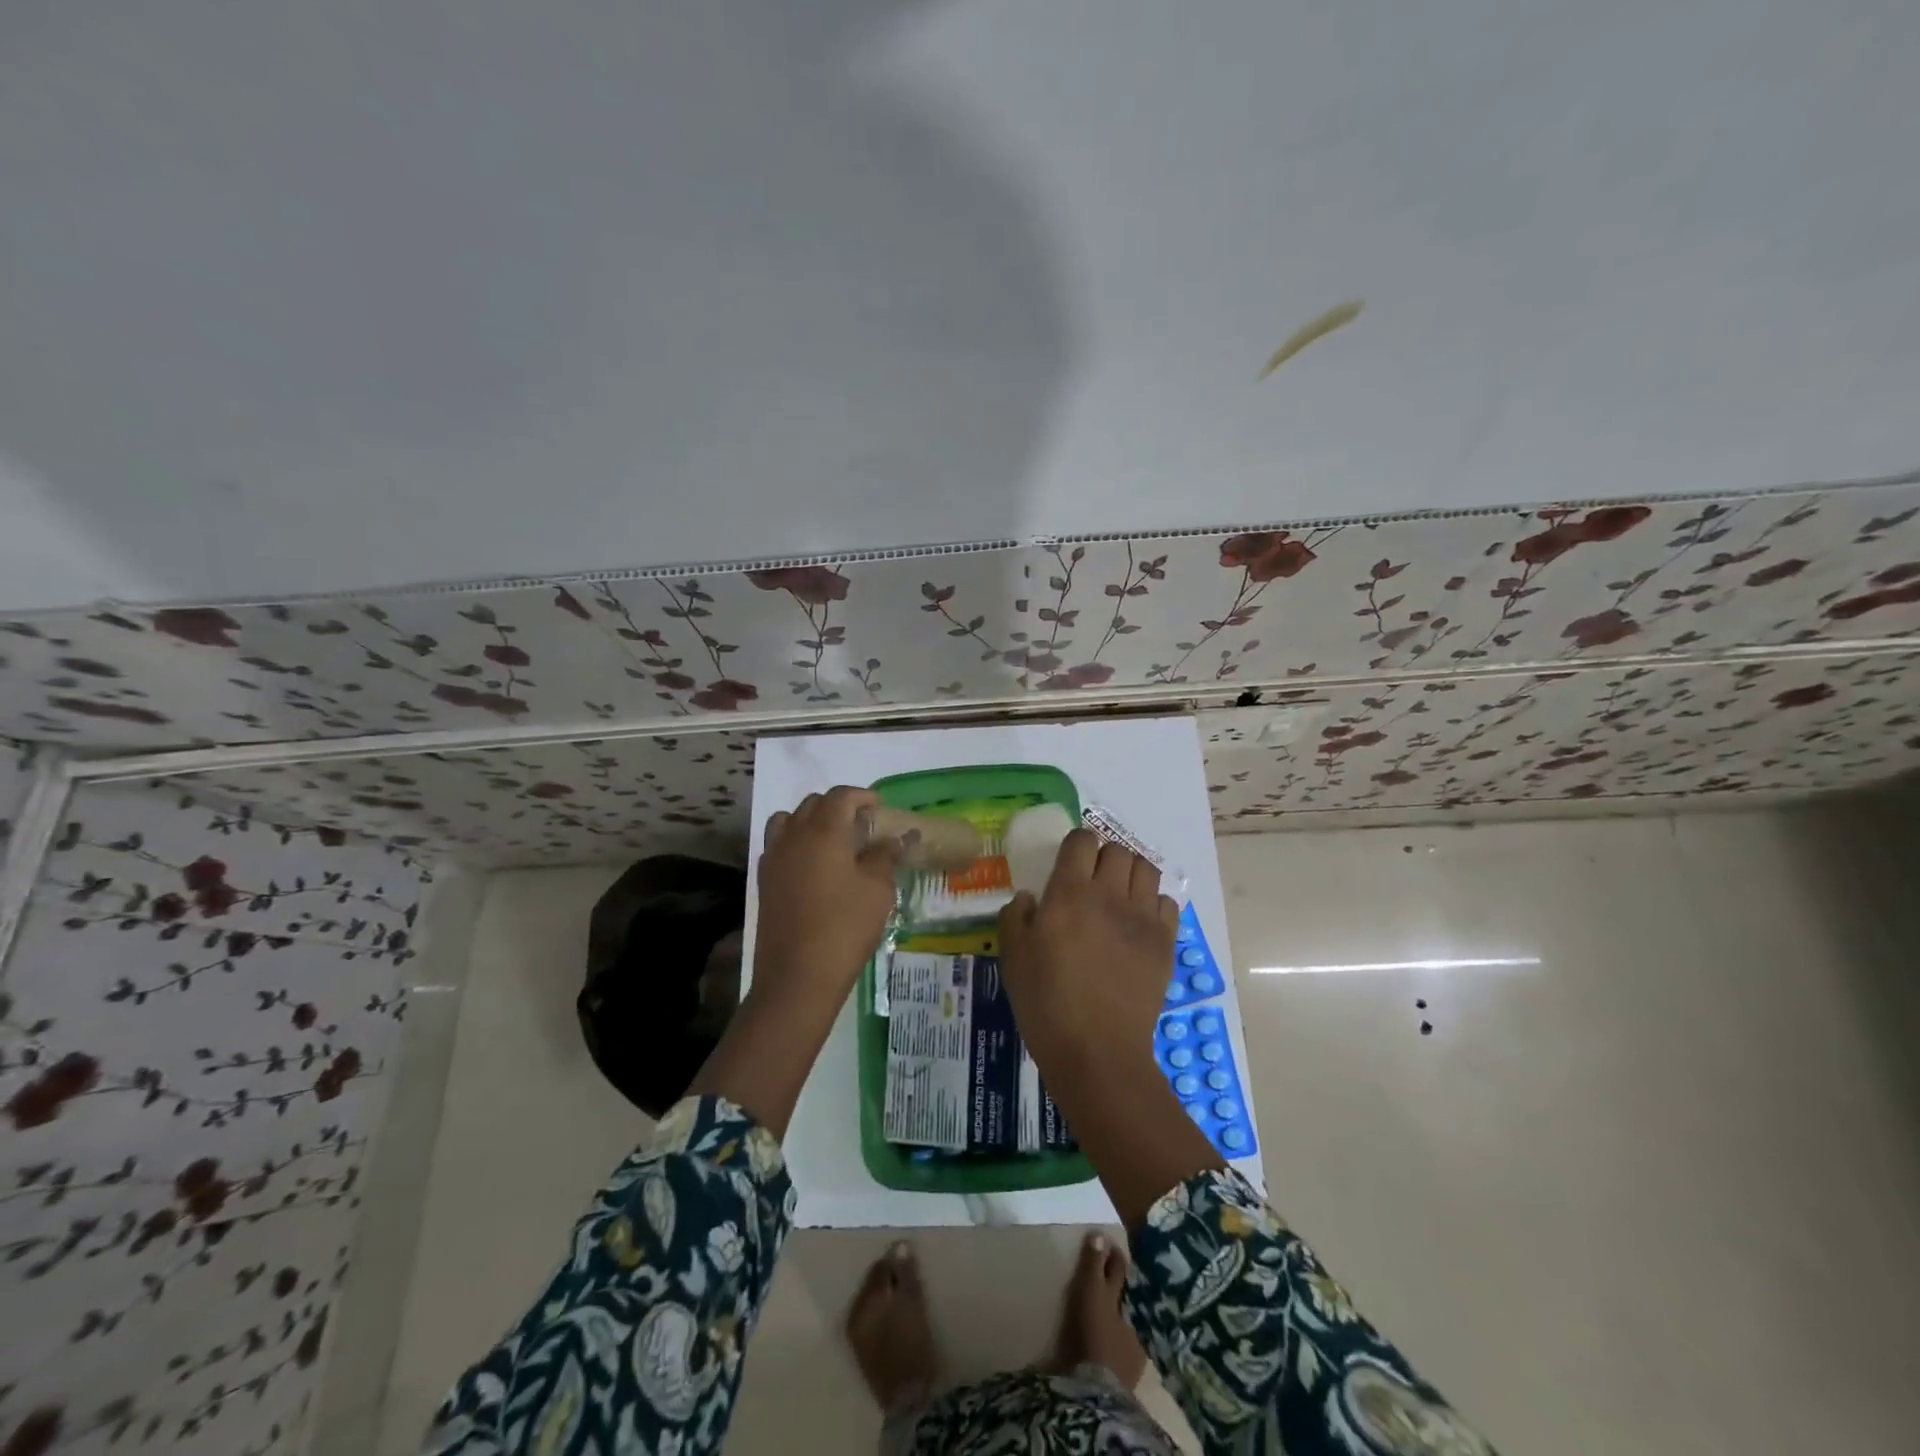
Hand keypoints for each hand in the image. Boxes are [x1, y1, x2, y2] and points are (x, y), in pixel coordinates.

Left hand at [692, 787, 900, 1138]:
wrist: (797, 976)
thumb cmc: (845, 927)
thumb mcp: (877, 890)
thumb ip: (886, 856)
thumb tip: (899, 837)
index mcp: (823, 831)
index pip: (841, 796)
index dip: (862, 796)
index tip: (879, 808)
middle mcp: (793, 836)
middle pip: (813, 804)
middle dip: (838, 807)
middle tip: (862, 826)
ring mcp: (774, 858)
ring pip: (789, 820)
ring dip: (812, 822)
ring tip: (834, 843)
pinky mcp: (764, 881)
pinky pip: (778, 845)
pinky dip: (796, 843)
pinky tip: (814, 868)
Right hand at [998, 828, 1178, 1073]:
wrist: (1097, 1050)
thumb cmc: (1046, 1002)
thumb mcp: (1012, 956)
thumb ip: (1016, 916)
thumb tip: (1029, 898)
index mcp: (1069, 892)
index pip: (1082, 840)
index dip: (1076, 845)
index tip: (1069, 861)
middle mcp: (1110, 894)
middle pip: (1118, 850)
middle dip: (1104, 856)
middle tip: (1092, 879)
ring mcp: (1143, 917)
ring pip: (1146, 870)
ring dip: (1131, 874)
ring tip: (1119, 894)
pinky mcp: (1165, 942)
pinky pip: (1167, 903)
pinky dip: (1154, 904)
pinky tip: (1139, 922)